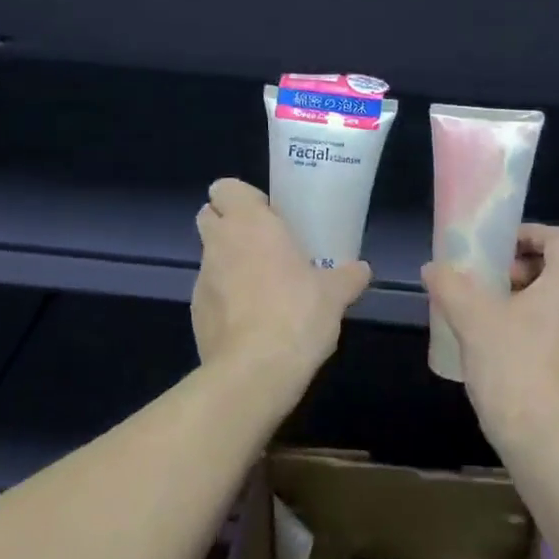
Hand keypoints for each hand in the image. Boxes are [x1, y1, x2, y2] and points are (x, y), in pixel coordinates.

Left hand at [192, 179, 370, 385]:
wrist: (255, 371)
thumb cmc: (297, 313)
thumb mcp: (335, 294)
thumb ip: (348, 276)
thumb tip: (362, 270)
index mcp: (250, 224)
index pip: (225, 187)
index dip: (243, 198)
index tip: (268, 216)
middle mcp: (219, 243)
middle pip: (209, 216)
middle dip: (230, 225)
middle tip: (265, 245)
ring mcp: (202, 279)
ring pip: (210, 256)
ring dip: (229, 263)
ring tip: (264, 288)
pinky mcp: (196, 313)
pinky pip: (210, 293)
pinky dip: (225, 298)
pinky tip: (252, 321)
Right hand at [422, 224, 558, 447]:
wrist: (546, 436)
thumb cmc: (511, 364)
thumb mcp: (471, 319)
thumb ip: (451, 286)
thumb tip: (433, 268)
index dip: (528, 235)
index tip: (499, 250)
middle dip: (535, 267)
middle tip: (501, 282)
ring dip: (544, 298)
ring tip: (506, 316)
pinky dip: (554, 327)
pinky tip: (522, 351)